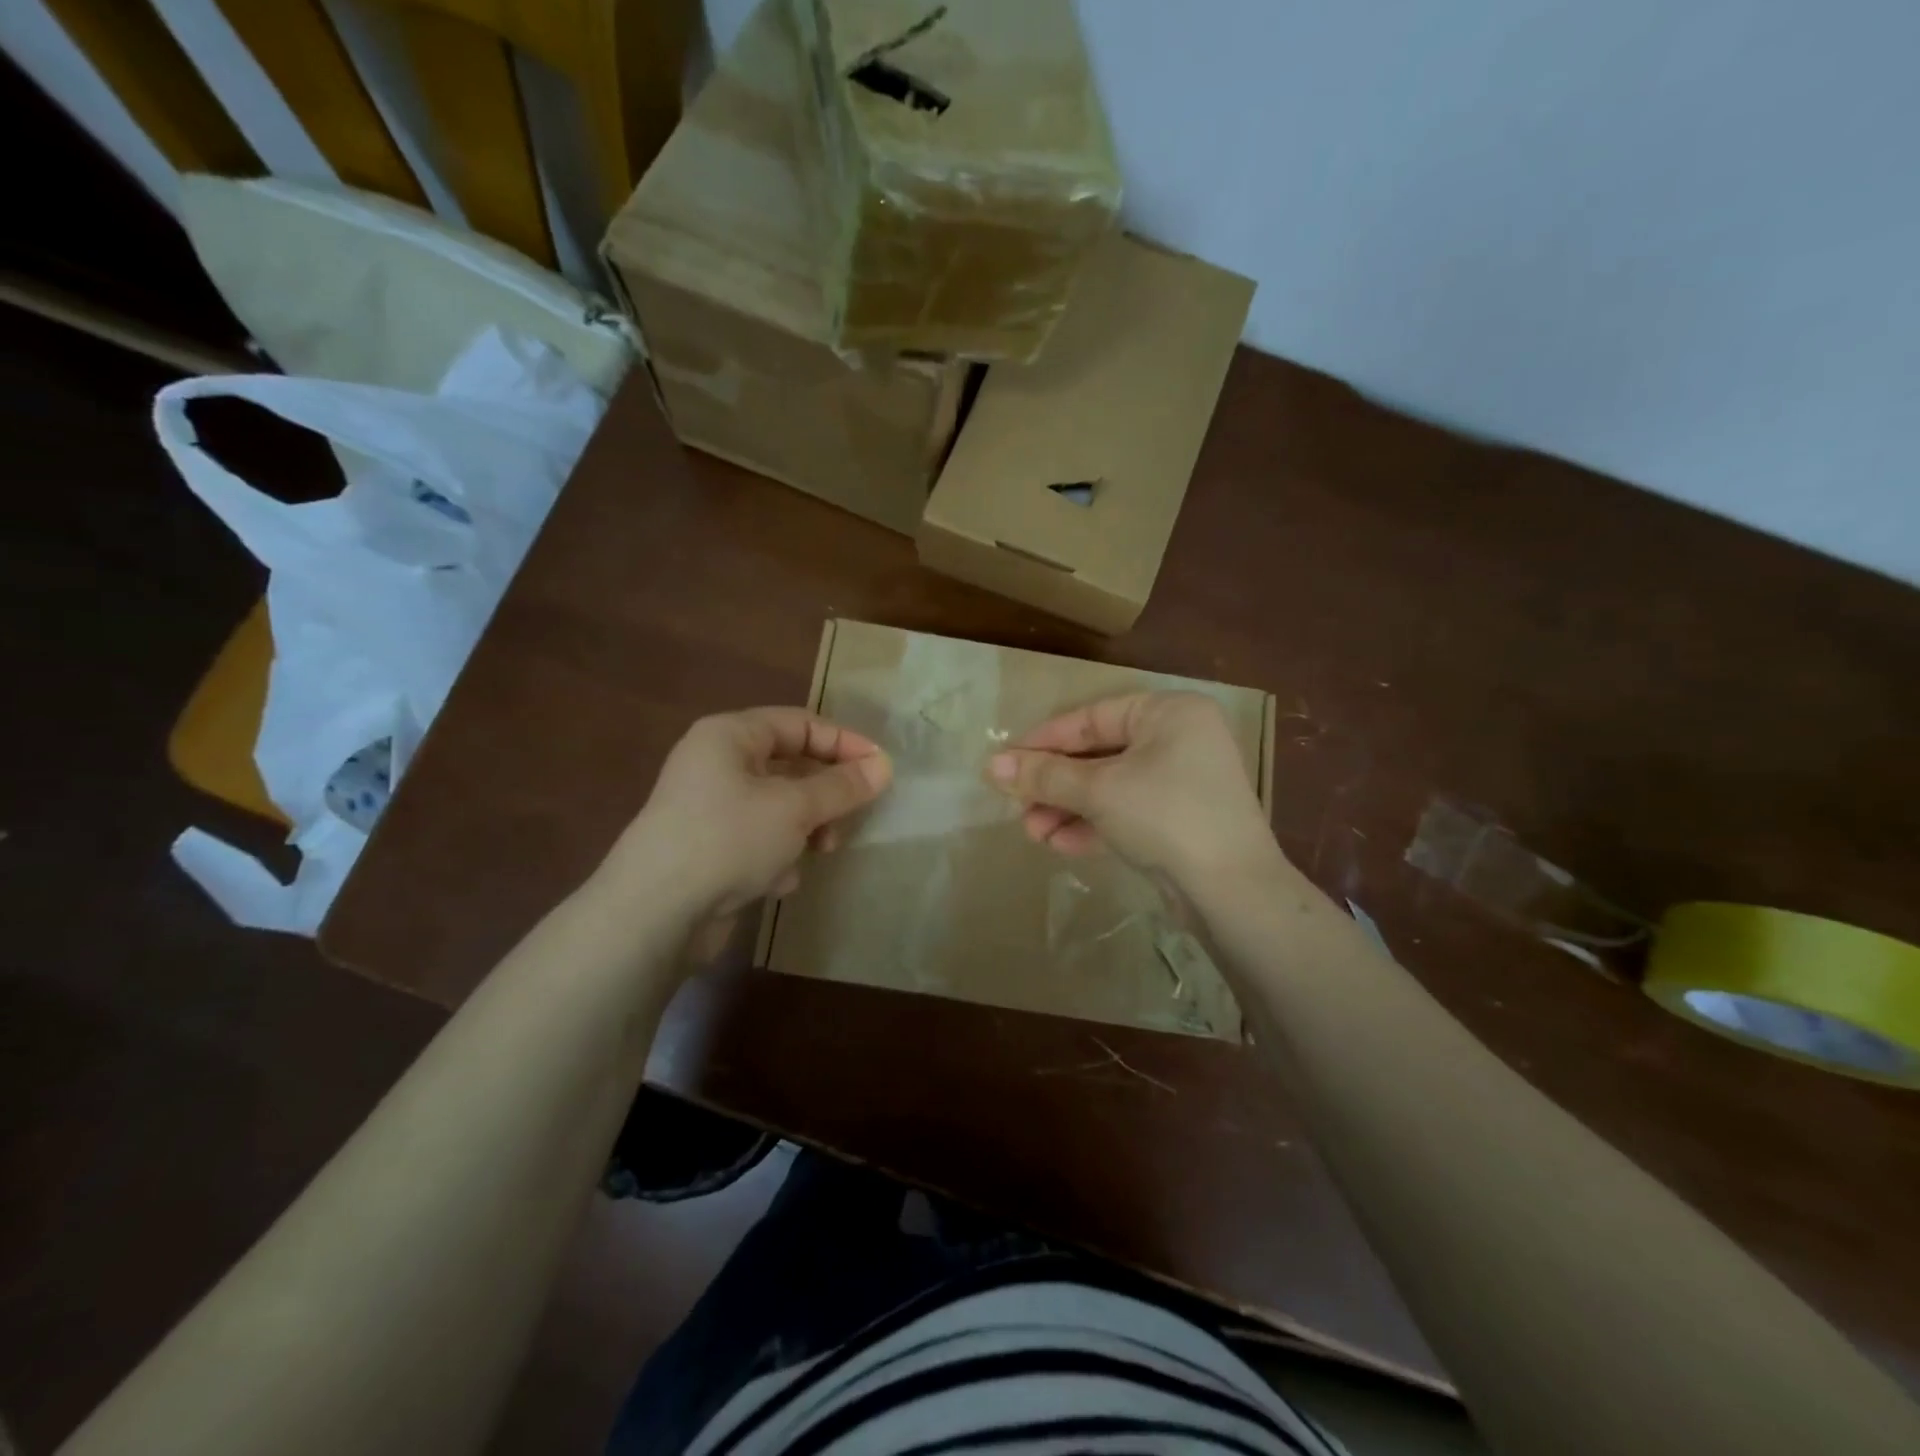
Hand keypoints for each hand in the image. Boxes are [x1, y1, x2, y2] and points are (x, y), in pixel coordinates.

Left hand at [613, 707, 891, 919]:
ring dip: (805, 827)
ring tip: (821, 850)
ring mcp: (708, 808)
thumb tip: (883, 765)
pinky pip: (757, 839)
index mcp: (729, 736)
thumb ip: (842, 786)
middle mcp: (715, 764)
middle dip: (824, 792)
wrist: (654, 914)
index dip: (843, 742)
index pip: (799, 723)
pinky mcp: (707, 849)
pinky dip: (776, 854)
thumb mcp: (795, 807)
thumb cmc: (729, 839)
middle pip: (789, 765)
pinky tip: (779, 880)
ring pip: (776, 805)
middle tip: (852, 814)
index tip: (880, 768)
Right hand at [986, 692, 1280, 889]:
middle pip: (1098, 754)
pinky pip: (1127, 812)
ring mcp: (1182, 782)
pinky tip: (1060, 845)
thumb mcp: (1098, 790)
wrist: (1232, 893)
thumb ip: (1044, 775)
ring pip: (1109, 787)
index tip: (1004, 763)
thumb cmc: (1165, 815)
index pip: (1092, 718)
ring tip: (1032, 833)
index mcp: (1169, 713)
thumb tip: (990, 766)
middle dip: (1054, 785)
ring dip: (1067, 809)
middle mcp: (1179, 739)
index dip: (1044, 741)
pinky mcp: (1180, 821)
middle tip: (1016, 805)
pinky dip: (1094, 825)